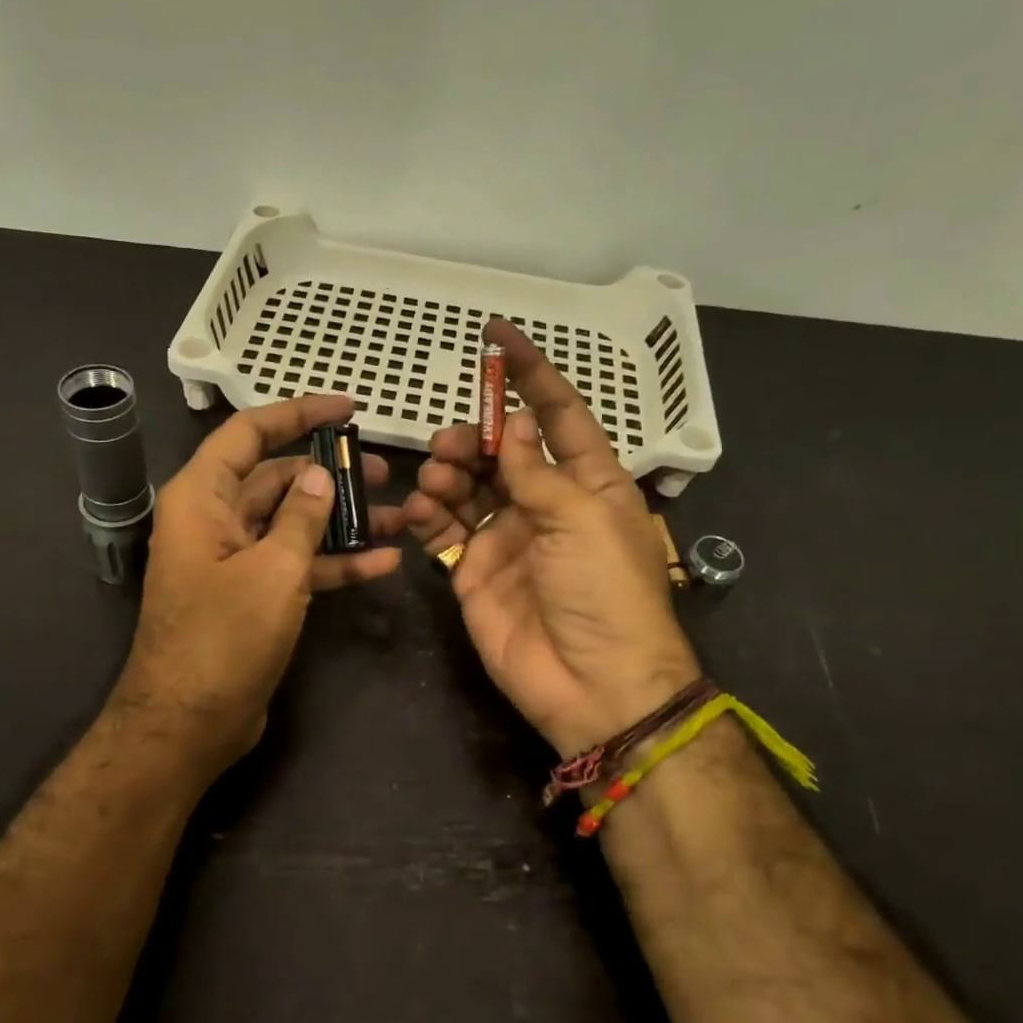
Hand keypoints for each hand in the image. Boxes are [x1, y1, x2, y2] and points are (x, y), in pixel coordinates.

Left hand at [113, 394, 403, 769]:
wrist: (189, 724)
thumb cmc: (223, 638)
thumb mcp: (272, 570)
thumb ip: (302, 516)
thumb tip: (320, 474)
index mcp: (203, 497)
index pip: (250, 432)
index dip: (298, 413)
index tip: (348, 409)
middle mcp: (215, 519)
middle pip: (277, 478)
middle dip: (331, 473)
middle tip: (385, 471)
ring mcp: (235, 559)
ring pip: (293, 523)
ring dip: (343, 520)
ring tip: (399, 513)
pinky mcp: (253, 595)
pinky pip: (297, 565)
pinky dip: (335, 563)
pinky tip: (384, 562)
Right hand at [403, 321, 699, 755]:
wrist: (592, 685)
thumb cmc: (604, 591)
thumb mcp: (581, 519)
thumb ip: (538, 471)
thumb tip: (518, 426)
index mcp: (589, 482)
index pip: (558, 413)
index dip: (530, 374)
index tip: (495, 336)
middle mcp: (546, 503)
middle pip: (503, 449)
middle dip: (475, 436)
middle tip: (454, 446)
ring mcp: (507, 538)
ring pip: (468, 484)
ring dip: (448, 471)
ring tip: (438, 477)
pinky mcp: (474, 571)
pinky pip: (444, 530)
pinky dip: (427, 514)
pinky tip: (418, 511)